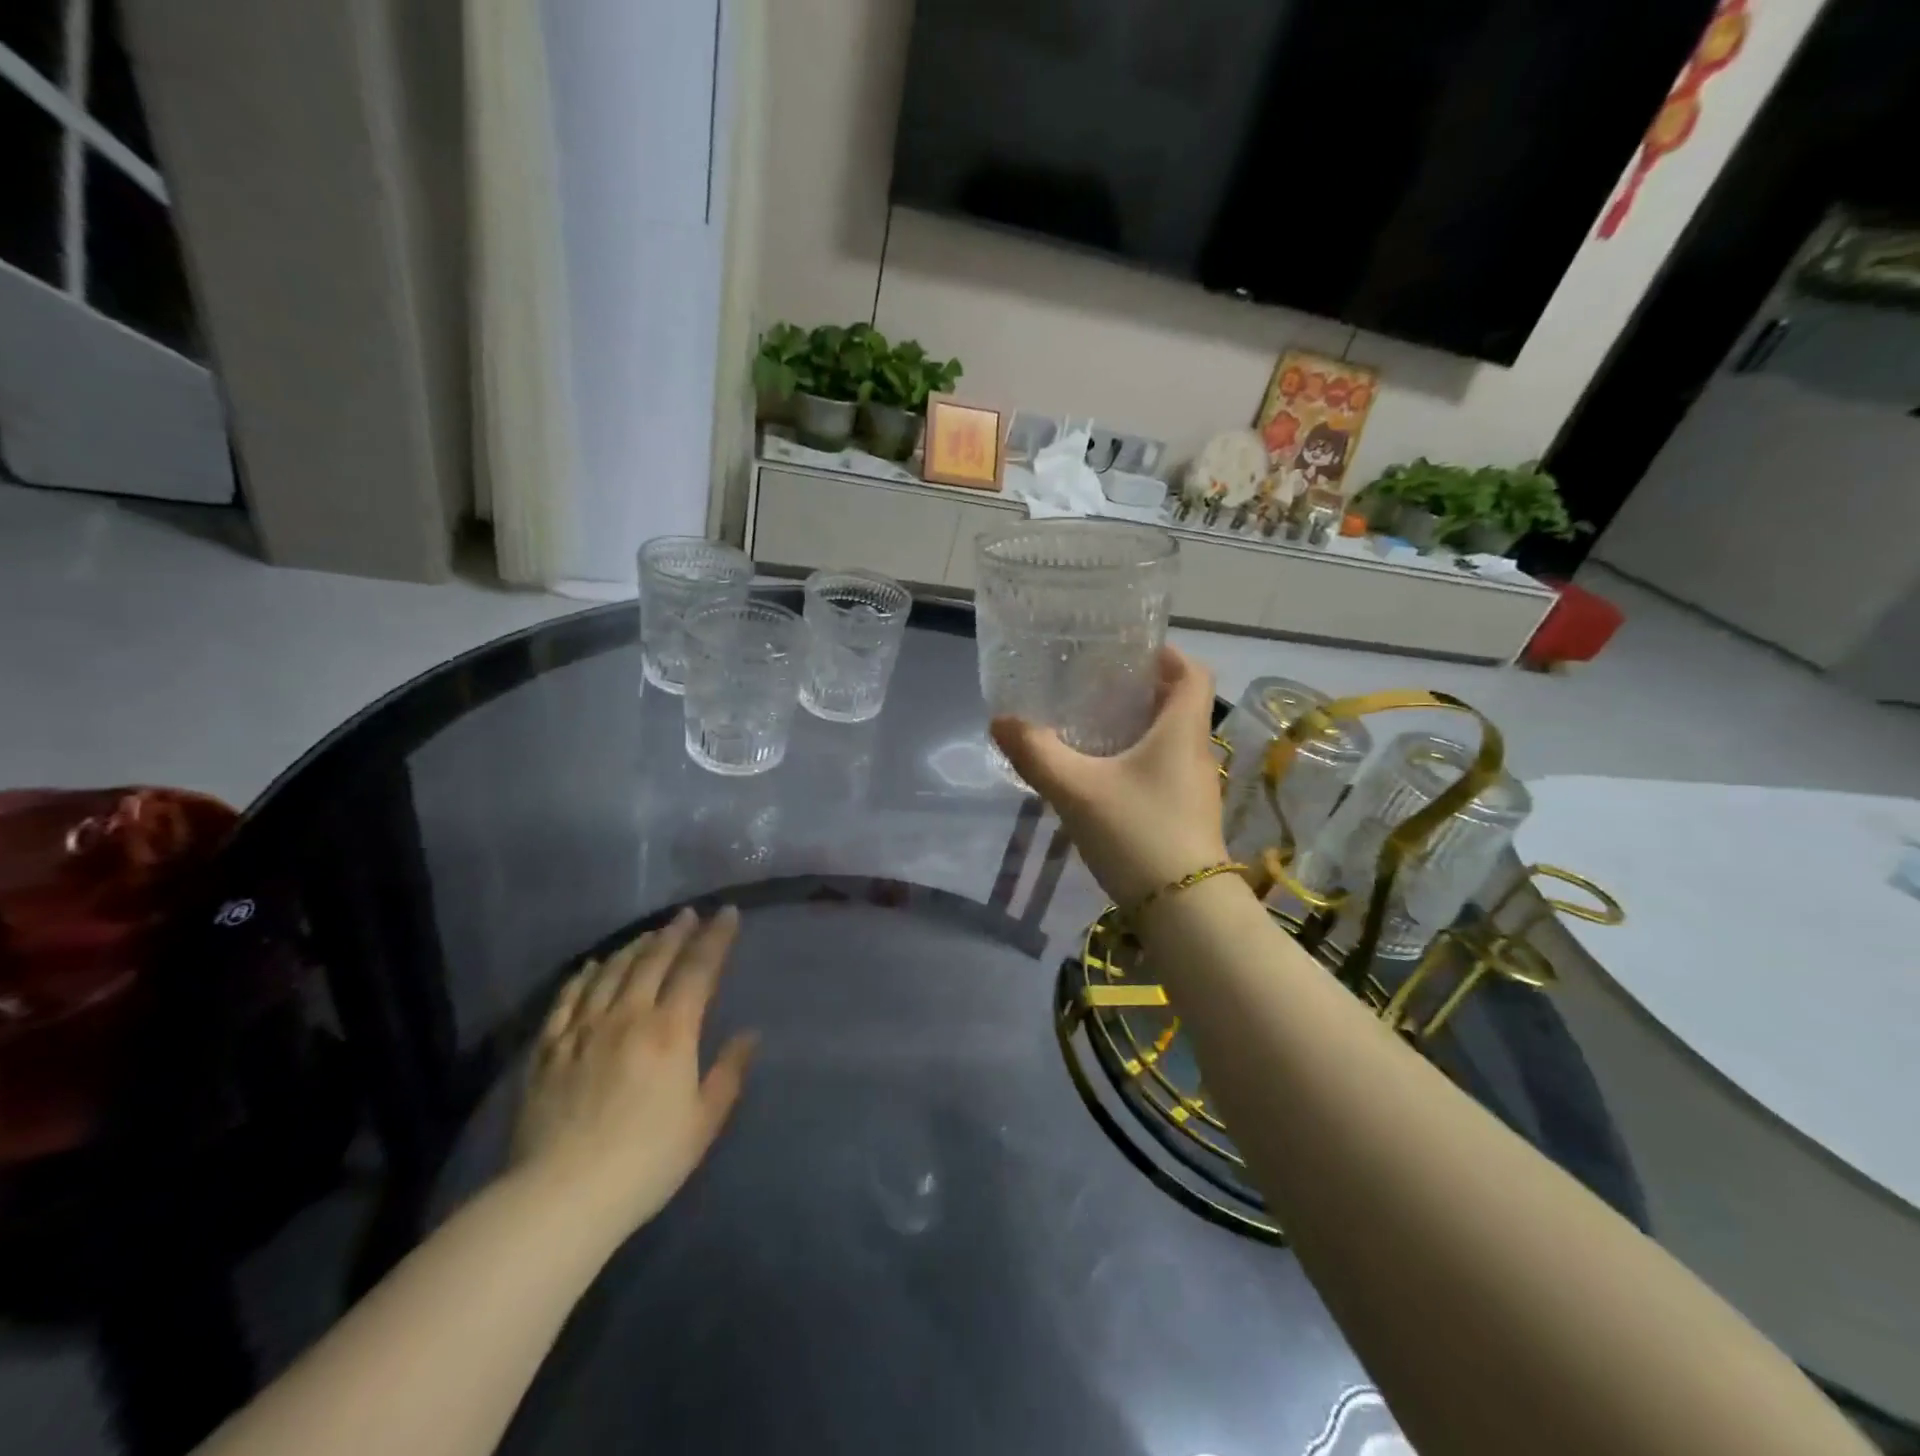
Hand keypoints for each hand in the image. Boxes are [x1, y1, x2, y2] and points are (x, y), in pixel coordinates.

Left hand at [511, 907, 756, 1235]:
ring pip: (612, 971)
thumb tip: (750, 1034)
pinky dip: (585, 974)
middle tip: (689, 914)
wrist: (559, 1198)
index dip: (716, 938)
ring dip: (635, 946)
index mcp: (671, 1031)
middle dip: (676, 932)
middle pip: (654, 960)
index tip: (727, 914)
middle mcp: (628, 1016)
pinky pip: (568, 997)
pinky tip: (594, 965)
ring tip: (650, 933)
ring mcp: (583, 1029)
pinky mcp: (548, 1048)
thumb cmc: (645, 1162)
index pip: (698, 969)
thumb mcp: (703, 1122)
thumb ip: (729, 1072)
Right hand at [990, 646, 1229, 908]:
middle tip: (1098, 688)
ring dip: (1141, 728)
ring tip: (1095, 728)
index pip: (1193, 674)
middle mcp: (1196, 753)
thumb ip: (1036, 753)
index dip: (1168, 655)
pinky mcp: (1187, 817)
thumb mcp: (1077, 790)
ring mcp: (1196, 788)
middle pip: (1181, 706)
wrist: (1184, 910)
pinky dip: (1140, 761)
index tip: (1132, 653)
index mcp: (1181, 731)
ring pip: (1172, 741)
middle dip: (1144, 691)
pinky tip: (1105, 779)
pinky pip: (1165, 771)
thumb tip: (1001, 721)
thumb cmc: (1137, 833)